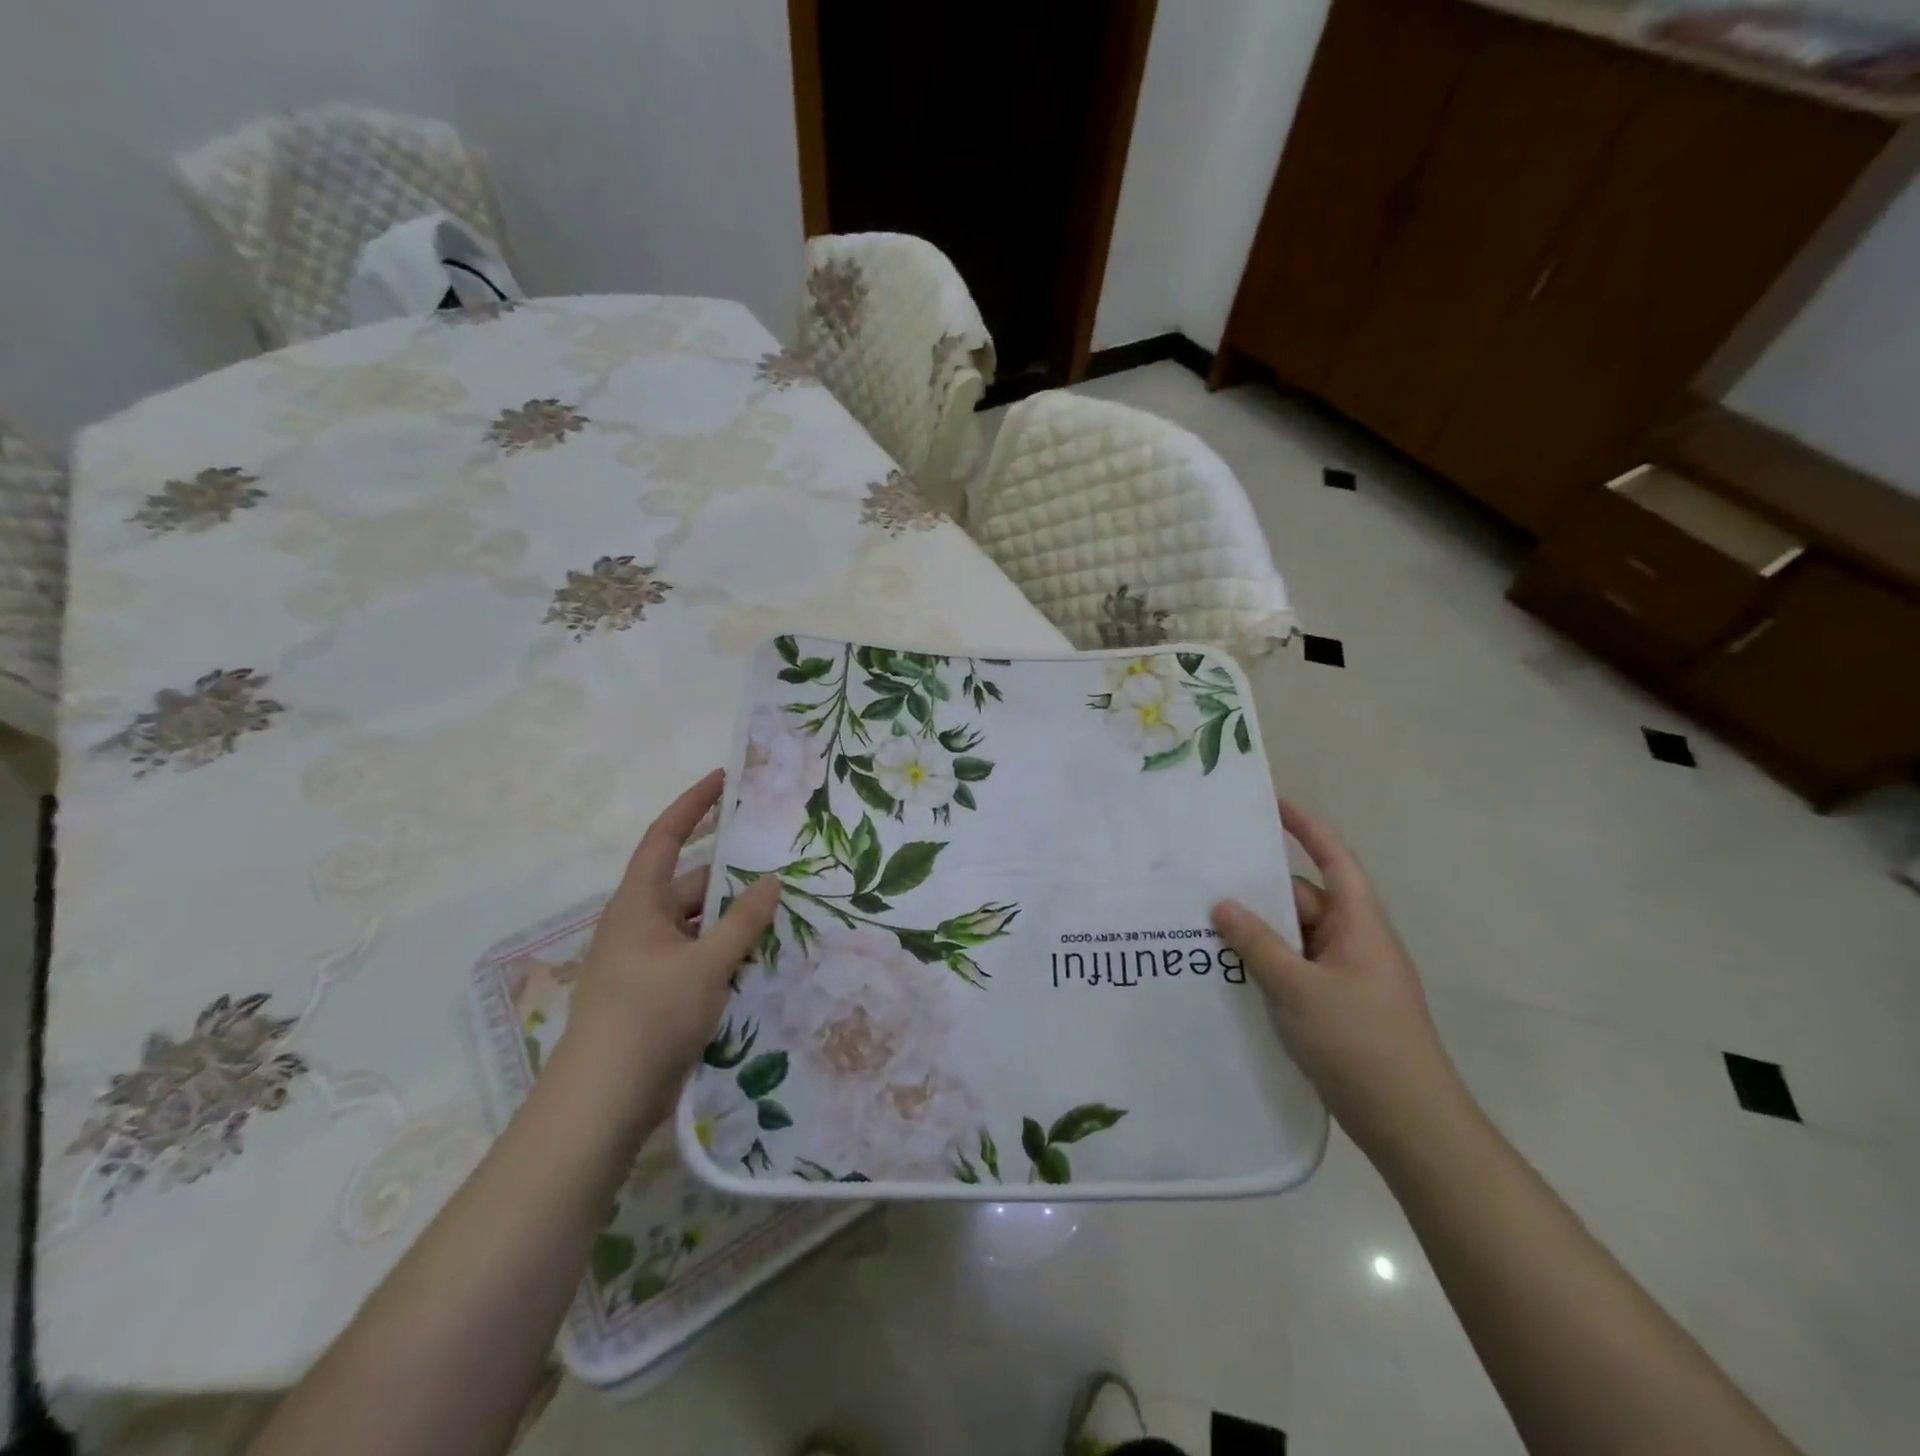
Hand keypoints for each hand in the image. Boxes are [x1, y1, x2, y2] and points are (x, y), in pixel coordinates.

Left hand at [555, 770, 780, 1121]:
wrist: (603, 1103)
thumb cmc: (648, 1018)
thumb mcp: (705, 965)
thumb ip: (743, 922)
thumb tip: (773, 881)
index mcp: (640, 903)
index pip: (667, 837)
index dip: (694, 804)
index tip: (726, 779)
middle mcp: (643, 924)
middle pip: (694, 884)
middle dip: (736, 876)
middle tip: (785, 865)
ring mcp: (652, 961)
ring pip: (702, 925)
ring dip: (738, 921)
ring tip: (788, 913)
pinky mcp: (662, 993)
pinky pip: (702, 957)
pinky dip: (730, 953)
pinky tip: (766, 959)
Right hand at [1212, 800, 1463, 1154]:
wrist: (1409, 1123)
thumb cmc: (1361, 1042)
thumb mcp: (1300, 988)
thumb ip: (1258, 944)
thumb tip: (1222, 905)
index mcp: (1359, 924)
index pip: (1334, 860)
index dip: (1307, 828)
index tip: (1274, 804)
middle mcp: (1352, 942)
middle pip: (1301, 900)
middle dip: (1258, 893)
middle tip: (1205, 883)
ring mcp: (1343, 976)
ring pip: (1292, 938)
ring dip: (1256, 934)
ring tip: (1202, 929)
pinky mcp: (1332, 1005)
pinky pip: (1292, 968)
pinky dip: (1263, 965)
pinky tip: (1226, 972)